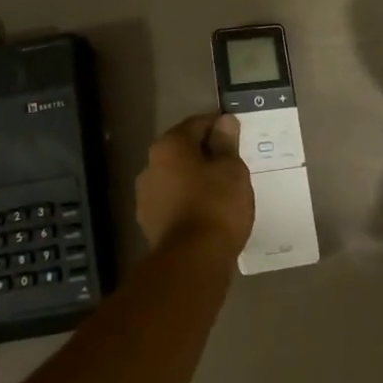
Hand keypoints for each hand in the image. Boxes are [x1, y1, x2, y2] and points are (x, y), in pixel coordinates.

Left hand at [135, 113, 254, 256]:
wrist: (192, 261)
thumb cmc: (216, 205)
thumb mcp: (231, 169)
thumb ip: (226, 143)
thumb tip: (224, 122)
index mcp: (169, 146)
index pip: (197, 124)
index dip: (219, 126)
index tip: (237, 135)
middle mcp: (150, 165)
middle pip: (183, 150)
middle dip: (205, 153)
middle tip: (232, 163)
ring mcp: (146, 196)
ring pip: (176, 177)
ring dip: (195, 179)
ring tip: (222, 191)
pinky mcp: (149, 223)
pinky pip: (173, 201)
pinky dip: (188, 201)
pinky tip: (208, 212)